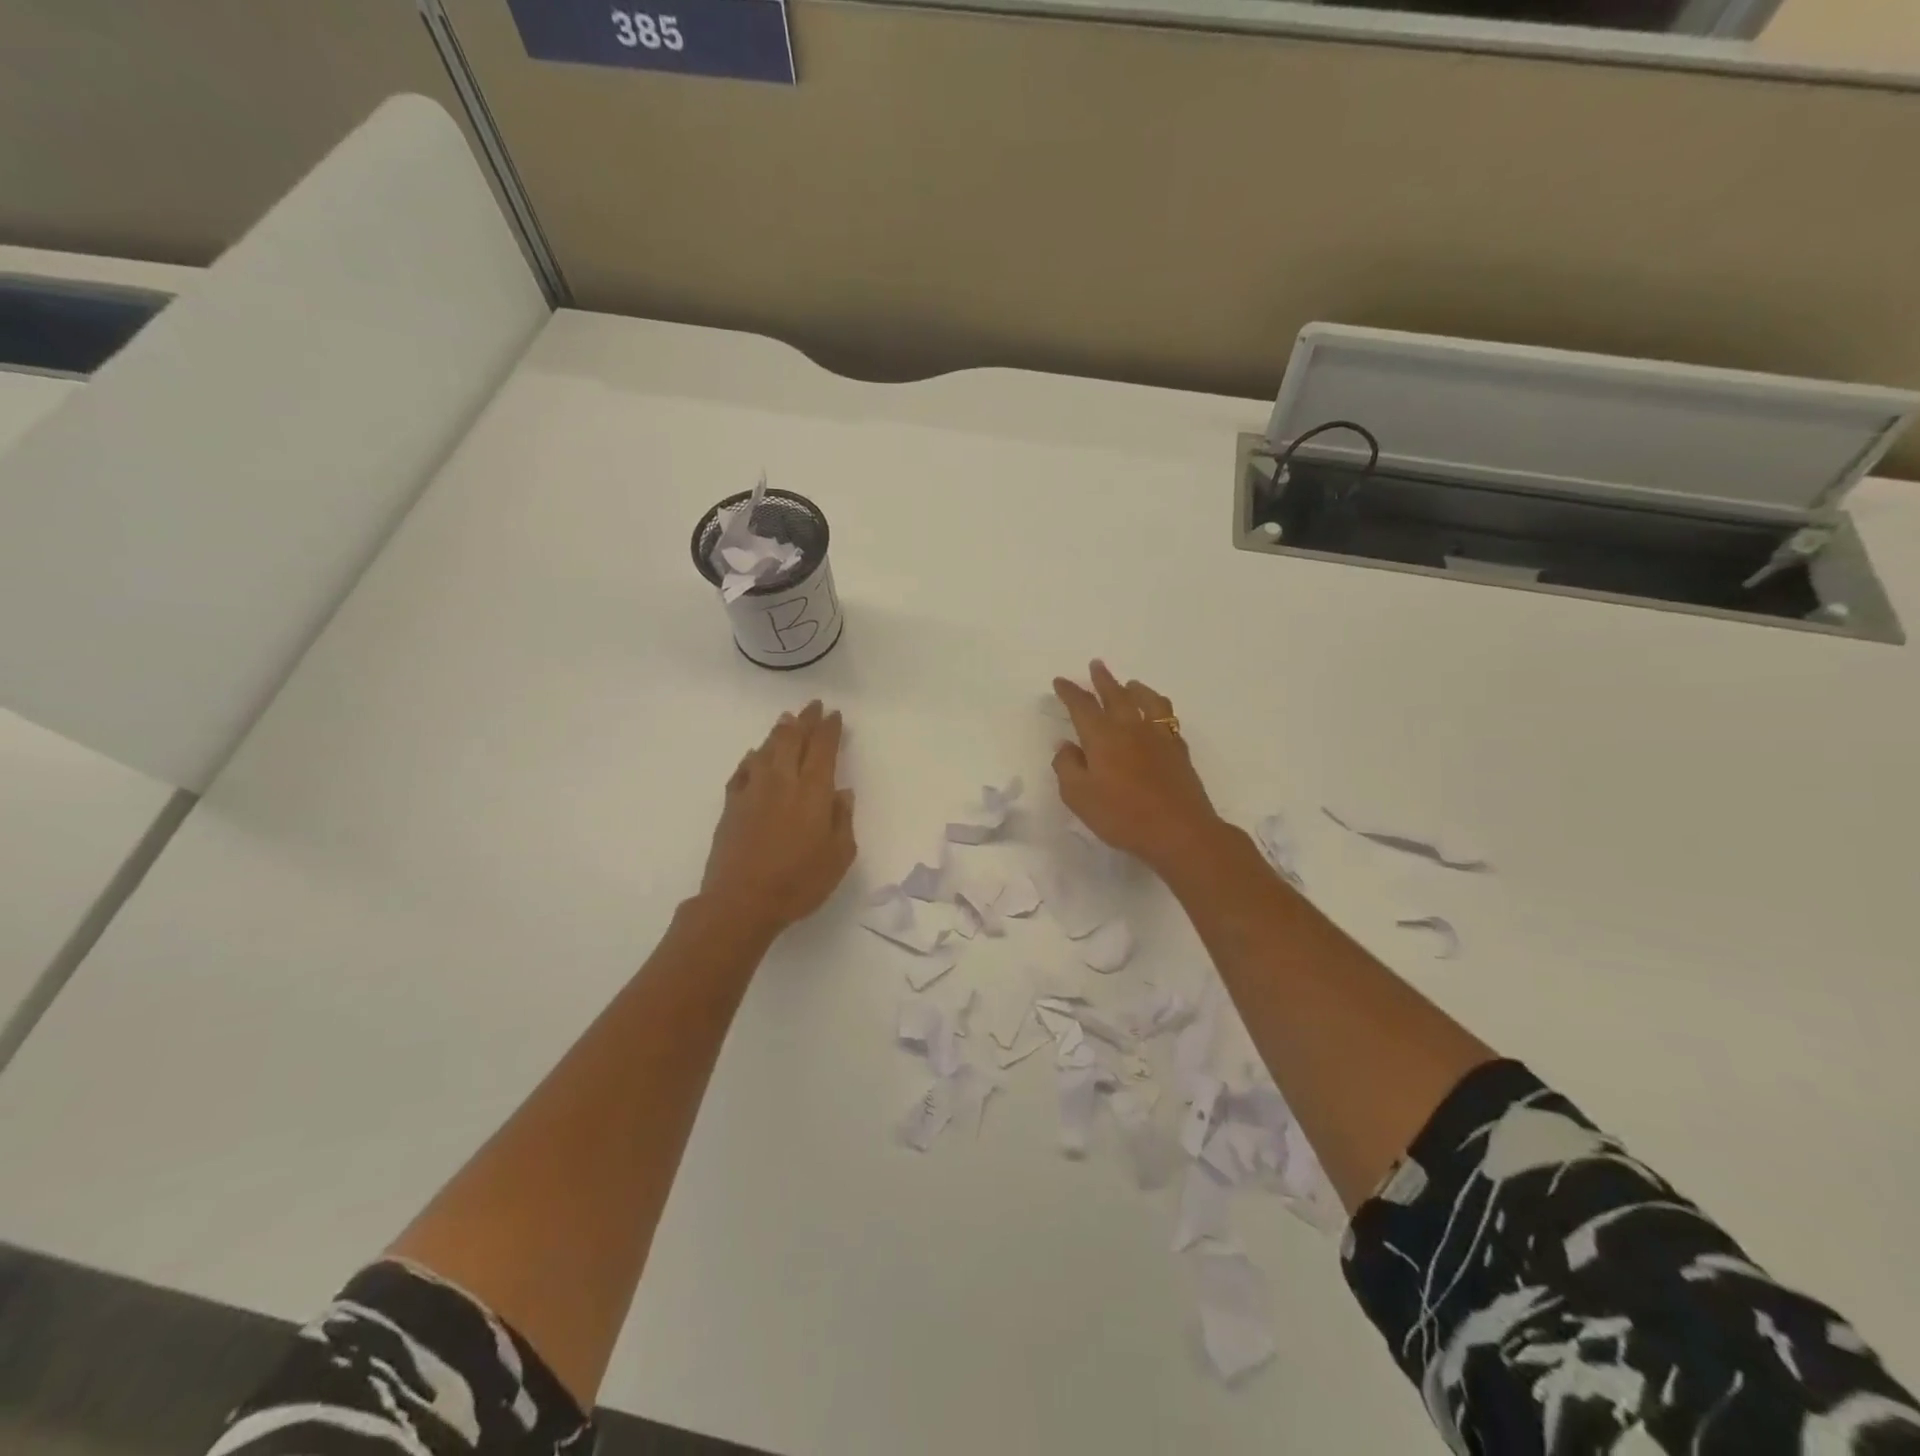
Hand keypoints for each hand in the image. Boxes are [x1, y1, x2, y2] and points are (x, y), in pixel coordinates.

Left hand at [700, 701, 856, 934]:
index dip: (829, 729)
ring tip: (786, 721)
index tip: (833, 714)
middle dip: (805, 720)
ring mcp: (753, 791)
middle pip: (792, 740)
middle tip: (812, 706)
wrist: (741, 902)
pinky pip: (743, 771)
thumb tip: (841, 793)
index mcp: (813, 791)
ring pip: (766, 750)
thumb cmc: (799, 882)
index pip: (823, 749)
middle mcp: (782, 782)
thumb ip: (842, 819)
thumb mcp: (838, 856)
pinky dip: (751, 759)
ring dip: (778, 733)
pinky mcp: (731, 806)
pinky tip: (754, 756)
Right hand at [1052, 661, 1224, 873]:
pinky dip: (1158, 708)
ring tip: (1131, 684)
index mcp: (1102, 736)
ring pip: (1147, 701)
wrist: (1180, 831)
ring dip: (1135, 689)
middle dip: (1103, 679)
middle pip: (1116, 695)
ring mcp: (1159, 736)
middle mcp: (1131, 727)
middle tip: (1096, 665)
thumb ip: (1067, 767)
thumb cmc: (1122, 816)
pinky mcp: (1178, 750)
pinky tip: (1158, 715)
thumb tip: (1065, 745)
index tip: (1060, 681)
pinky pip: (1168, 718)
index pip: (1081, 706)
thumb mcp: (1079, 796)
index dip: (1069, 692)